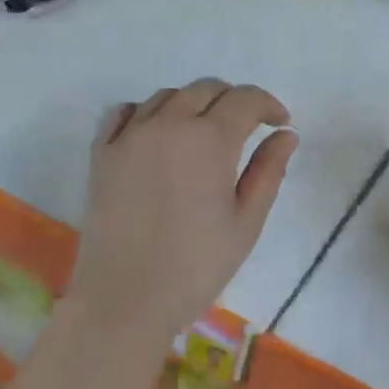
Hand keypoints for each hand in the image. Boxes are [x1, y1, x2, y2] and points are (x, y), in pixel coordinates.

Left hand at [67, 79, 297, 346]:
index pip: (245, 99)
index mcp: (210, 140)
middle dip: (233, 101)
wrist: (125, 299)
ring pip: (166, 96)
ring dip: (192, 105)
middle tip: (246, 129)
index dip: (268, 105)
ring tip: (203, 135)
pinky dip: (147, 112)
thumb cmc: (197, 266)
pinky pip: (124, 112)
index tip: (279, 124)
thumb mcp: (246, 223)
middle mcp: (168, 125)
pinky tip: (157, 134)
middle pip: (206, 89)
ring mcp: (129, 136)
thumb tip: (286, 134)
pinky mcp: (102, 153)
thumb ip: (268, 171)